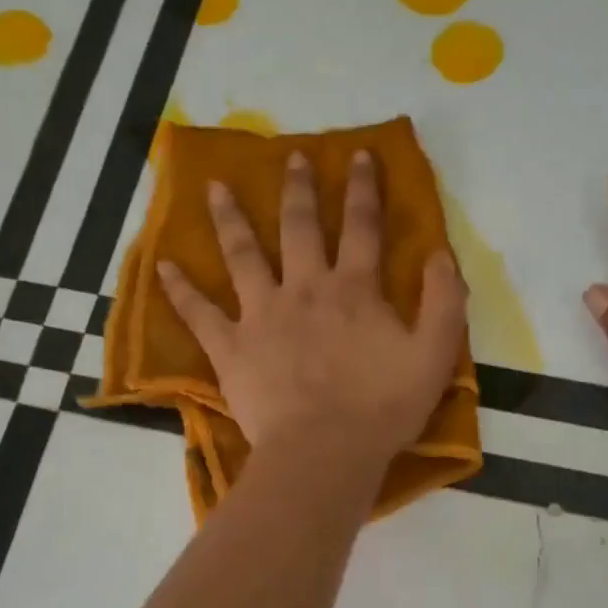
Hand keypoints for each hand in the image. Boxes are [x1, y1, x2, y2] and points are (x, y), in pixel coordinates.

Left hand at [158, 150, 467, 464]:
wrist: (325, 452)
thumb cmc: (382, 408)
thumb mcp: (434, 356)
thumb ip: (444, 302)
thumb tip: (442, 254)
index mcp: (354, 289)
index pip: (362, 226)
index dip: (364, 188)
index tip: (359, 155)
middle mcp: (304, 289)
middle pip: (299, 227)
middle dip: (299, 189)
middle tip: (293, 157)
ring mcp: (262, 315)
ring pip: (242, 255)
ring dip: (230, 219)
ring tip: (214, 188)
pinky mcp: (231, 348)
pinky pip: (199, 314)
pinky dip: (180, 290)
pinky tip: (163, 267)